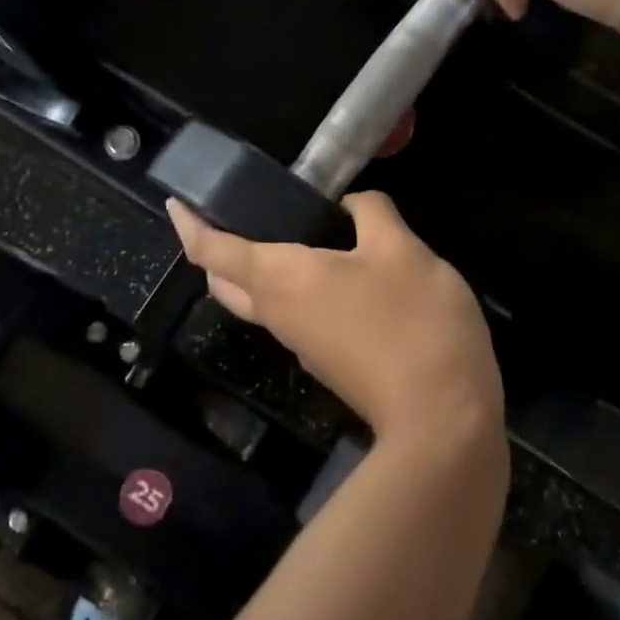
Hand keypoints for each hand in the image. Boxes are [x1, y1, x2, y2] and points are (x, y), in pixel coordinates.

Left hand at [166, 194, 503, 447]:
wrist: (442, 418)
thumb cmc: (413, 322)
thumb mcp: (401, 249)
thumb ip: (372, 214)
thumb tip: (353, 204)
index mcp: (280, 279)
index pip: (212, 251)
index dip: (189, 223)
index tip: (176, 201)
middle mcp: (278, 313)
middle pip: (226, 281)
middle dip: (215, 247)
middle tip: (233, 210)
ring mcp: (300, 343)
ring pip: (257, 301)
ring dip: (253, 267)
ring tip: (284, 227)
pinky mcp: (326, 360)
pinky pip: (289, 314)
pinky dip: (287, 285)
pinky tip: (327, 265)